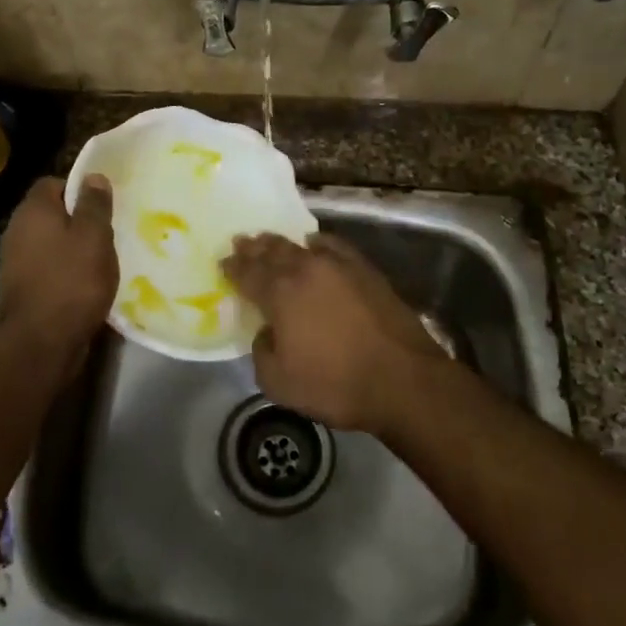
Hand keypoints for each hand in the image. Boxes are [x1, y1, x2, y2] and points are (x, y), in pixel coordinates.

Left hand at [0, 175, 116, 379]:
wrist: (41, 342)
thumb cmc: (72, 280)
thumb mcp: (94, 235)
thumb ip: (94, 204)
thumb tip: (93, 177)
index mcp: (33, 210)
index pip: (53, 183)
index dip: (79, 188)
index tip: (103, 203)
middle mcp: (19, 231)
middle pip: (53, 214)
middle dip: (80, 220)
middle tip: (109, 231)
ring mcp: (19, 261)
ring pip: (53, 243)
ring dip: (76, 249)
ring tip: (105, 259)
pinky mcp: (26, 288)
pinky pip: (51, 268)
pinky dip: (69, 272)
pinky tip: (90, 283)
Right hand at [220, 233, 441, 433]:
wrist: (402, 378)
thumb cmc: (336, 384)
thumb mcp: (279, 384)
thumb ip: (262, 352)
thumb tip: (267, 333)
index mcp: (280, 293)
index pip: (248, 273)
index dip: (233, 267)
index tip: (224, 262)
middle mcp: (305, 269)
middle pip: (272, 252)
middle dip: (254, 248)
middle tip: (242, 242)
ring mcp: (338, 265)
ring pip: (300, 245)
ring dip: (280, 243)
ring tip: (269, 240)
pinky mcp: (364, 269)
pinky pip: (333, 246)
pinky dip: (318, 243)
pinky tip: (314, 243)